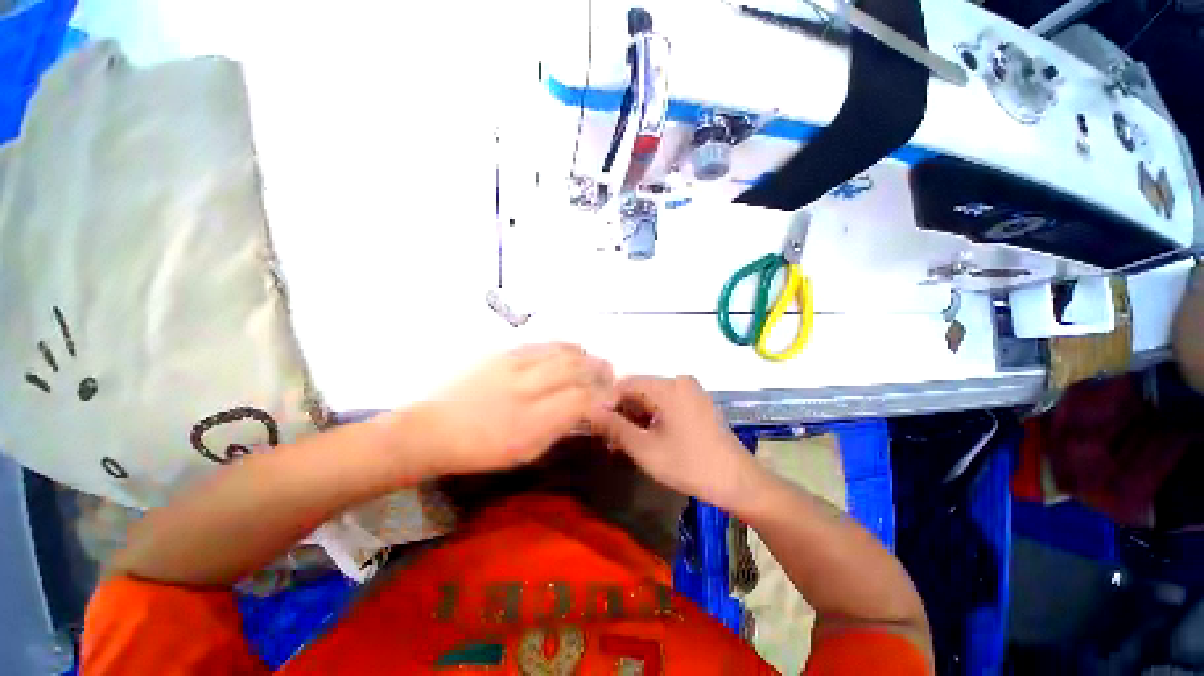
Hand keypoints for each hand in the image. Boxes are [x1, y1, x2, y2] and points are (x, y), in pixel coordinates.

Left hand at [405, 343, 616, 476]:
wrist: (432, 428)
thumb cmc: (480, 451)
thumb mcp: (524, 453)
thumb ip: (559, 429)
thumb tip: (585, 410)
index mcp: (529, 423)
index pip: (580, 399)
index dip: (602, 396)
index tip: (611, 396)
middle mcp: (523, 389)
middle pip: (575, 369)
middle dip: (600, 370)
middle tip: (610, 374)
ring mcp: (511, 365)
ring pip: (561, 351)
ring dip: (585, 356)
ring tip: (595, 362)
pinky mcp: (502, 352)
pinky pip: (542, 343)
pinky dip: (564, 346)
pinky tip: (571, 351)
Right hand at [588, 376, 767, 510]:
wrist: (738, 482)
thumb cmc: (688, 465)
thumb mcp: (645, 449)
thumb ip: (615, 427)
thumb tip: (591, 411)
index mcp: (668, 387)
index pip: (626, 384)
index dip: (607, 403)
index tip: (596, 426)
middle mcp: (680, 381)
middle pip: (639, 390)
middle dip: (622, 412)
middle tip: (610, 439)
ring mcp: (691, 391)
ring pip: (652, 398)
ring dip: (636, 417)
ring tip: (624, 443)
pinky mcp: (697, 402)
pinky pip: (666, 403)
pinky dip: (653, 417)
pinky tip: (646, 438)